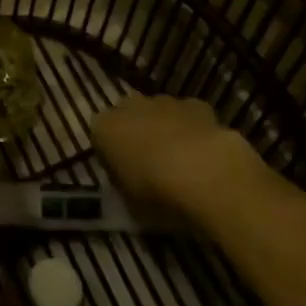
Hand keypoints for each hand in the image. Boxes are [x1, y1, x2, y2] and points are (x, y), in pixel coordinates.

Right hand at [91, 94, 242, 205]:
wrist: (205, 174)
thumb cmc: (156, 193)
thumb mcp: (130, 204)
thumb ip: (125, 188)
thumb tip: (130, 186)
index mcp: (103, 128)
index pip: (100, 139)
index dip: (112, 159)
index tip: (124, 178)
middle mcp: (128, 106)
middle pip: (129, 119)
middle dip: (137, 136)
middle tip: (151, 167)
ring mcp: (163, 102)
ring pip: (158, 113)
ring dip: (165, 130)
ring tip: (182, 163)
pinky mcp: (195, 104)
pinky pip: (188, 116)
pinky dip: (193, 129)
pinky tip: (205, 153)